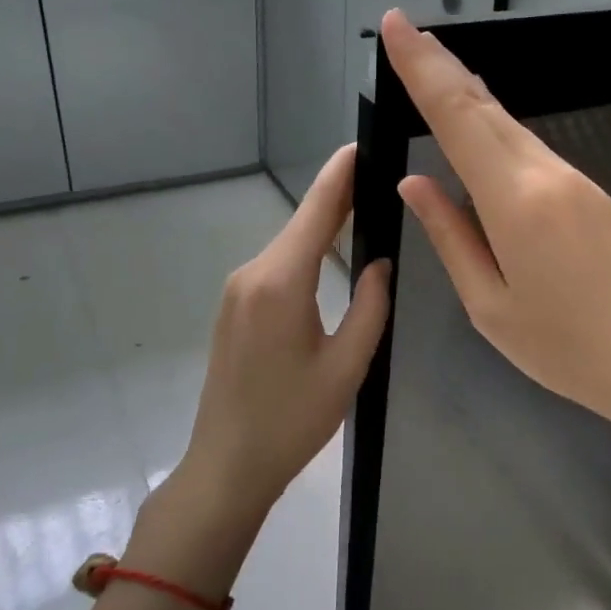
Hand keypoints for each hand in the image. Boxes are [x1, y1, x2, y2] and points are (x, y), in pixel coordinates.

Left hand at [169, 145, 391, 529]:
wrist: (227, 465)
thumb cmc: (292, 420)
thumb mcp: (347, 366)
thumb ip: (371, 305)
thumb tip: (381, 261)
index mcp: (280, 282)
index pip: (316, 212)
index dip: (340, 175)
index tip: (362, 144)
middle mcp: (252, 275)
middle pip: (302, 225)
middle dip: (339, 199)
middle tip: (383, 180)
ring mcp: (237, 291)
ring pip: (290, 247)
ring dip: (324, 228)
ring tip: (367, 210)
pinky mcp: (234, 309)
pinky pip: (277, 268)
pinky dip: (306, 253)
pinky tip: (332, 253)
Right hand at [380, 10, 610, 474]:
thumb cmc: (565, 349)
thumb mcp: (490, 306)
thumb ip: (451, 236)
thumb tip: (415, 183)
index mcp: (516, 202)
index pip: (458, 118)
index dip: (423, 68)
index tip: (396, 26)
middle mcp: (549, 175)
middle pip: (486, 109)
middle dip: (443, 67)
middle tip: (406, 36)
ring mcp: (578, 181)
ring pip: (513, 127)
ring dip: (470, 97)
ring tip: (434, 73)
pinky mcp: (594, 195)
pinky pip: (534, 151)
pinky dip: (499, 131)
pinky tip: (482, 132)